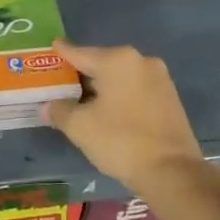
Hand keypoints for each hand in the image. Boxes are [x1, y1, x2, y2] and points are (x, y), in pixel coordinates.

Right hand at [42, 42, 202, 192]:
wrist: (171, 170)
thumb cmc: (120, 140)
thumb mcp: (79, 126)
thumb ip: (59, 110)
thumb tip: (48, 106)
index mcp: (117, 60)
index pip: (79, 53)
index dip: (61, 53)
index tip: (51, 48)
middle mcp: (141, 61)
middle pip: (101, 63)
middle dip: (81, 74)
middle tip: (60, 84)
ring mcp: (160, 79)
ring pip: (120, 78)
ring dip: (101, 87)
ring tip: (81, 101)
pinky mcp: (170, 98)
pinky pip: (135, 90)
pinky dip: (119, 96)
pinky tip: (107, 111)